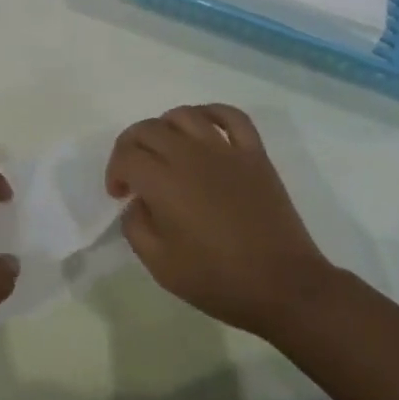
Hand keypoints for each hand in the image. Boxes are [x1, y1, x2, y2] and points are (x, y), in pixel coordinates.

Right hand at [106, 105, 335, 341]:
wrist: (283, 286)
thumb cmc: (218, 280)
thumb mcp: (160, 265)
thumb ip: (135, 227)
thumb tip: (137, 202)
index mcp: (163, 182)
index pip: (126, 156)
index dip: (114, 171)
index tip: (120, 194)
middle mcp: (190, 155)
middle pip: (149, 129)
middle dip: (132, 146)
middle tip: (135, 173)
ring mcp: (225, 150)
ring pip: (184, 115)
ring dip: (165, 126)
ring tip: (165, 149)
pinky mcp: (254, 153)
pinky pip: (231, 116)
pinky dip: (212, 113)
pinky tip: (204, 126)